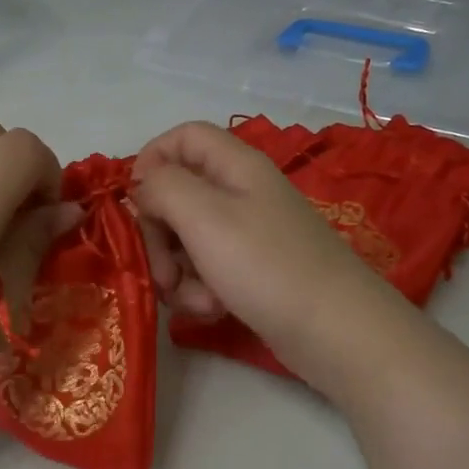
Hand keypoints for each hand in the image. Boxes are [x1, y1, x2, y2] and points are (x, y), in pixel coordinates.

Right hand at [132, 121, 416, 395]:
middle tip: (161, 271)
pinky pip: (206, 271)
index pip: (183, 137)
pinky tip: (213, 310)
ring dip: (177, 271)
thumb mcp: (204, 217)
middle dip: (158, 235)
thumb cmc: (266, 265)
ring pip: (186, 239)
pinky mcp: (250, 272)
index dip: (151, 161)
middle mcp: (241, 193)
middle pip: (177, 194)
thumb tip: (143, 185)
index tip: (134, 203)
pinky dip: (199, 291)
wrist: (335, 331)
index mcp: (235, 166)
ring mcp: (246, 235)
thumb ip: (163, 188)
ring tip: (195, 301)